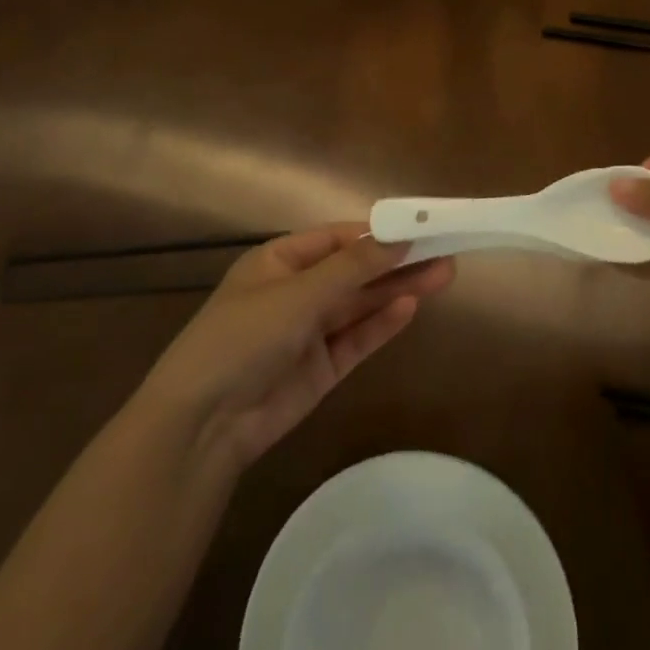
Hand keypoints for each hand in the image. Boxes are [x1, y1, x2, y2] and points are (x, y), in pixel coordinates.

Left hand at [141, 225, 454, 469]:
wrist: (204, 423)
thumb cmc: (243, 337)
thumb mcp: (297, 294)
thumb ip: (352, 268)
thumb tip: (399, 237)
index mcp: (279, 261)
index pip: (337, 237)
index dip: (379, 232)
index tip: (421, 226)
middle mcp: (296, 291)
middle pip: (356, 270)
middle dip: (398, 260)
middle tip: (446, 250)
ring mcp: (309, 331)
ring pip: (362, 303)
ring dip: (399, 288)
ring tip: (445, 273)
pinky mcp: (321, 367)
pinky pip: (358, 338)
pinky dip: (383, 323)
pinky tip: (412, 307)